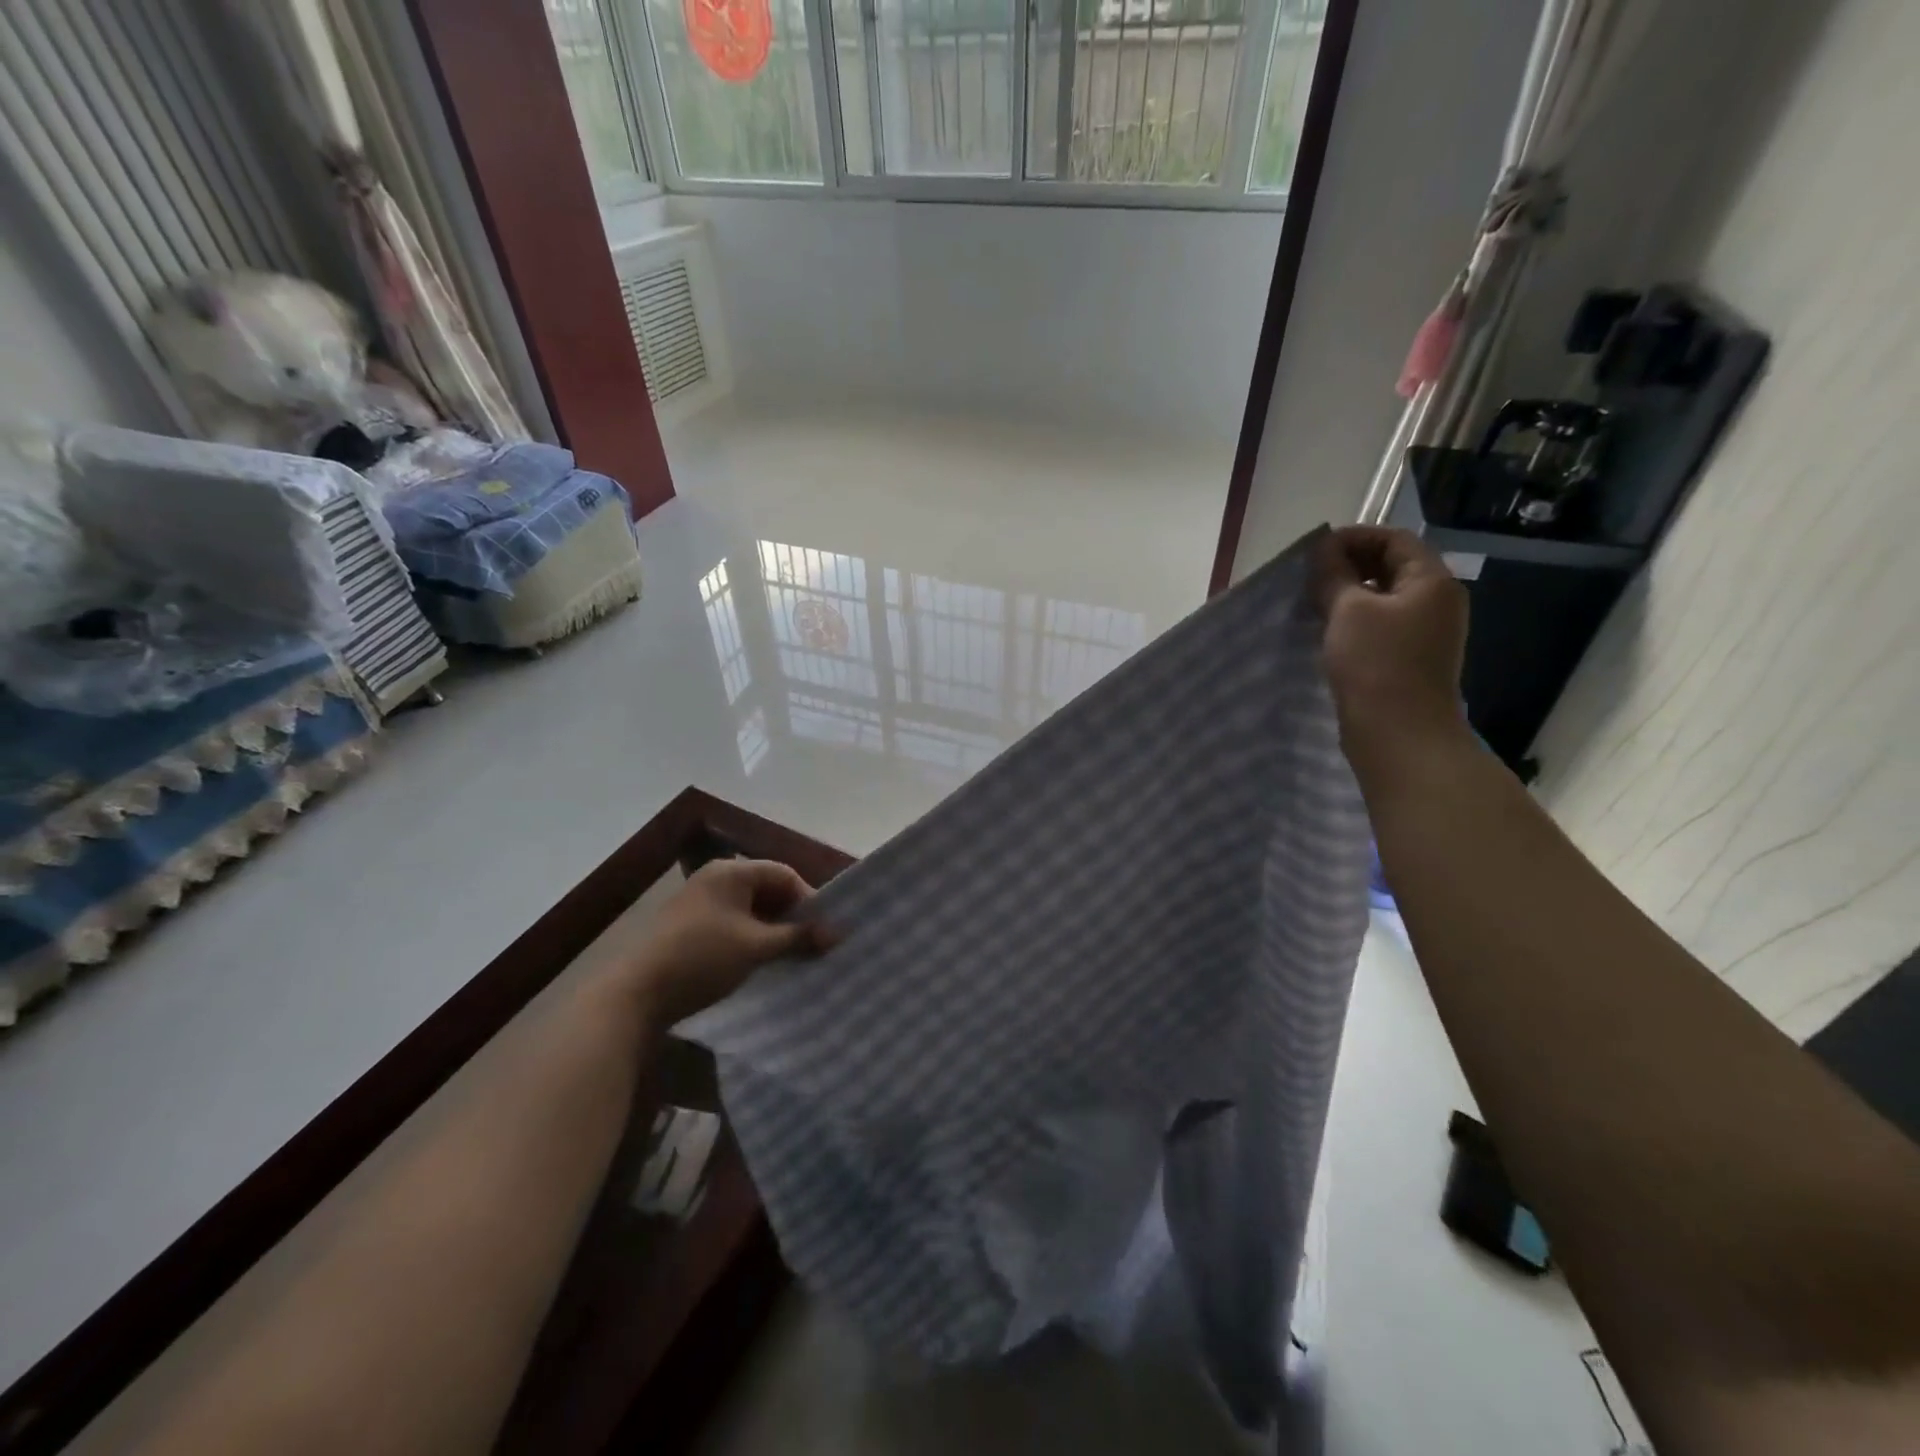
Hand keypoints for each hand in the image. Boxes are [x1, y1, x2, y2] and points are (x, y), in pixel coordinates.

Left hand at [622, 859, 831, 1027]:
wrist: (635, 994)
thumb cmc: (702, 958)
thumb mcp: (757, 947)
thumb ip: (799, 937)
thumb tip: (839, 933)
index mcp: (731, 872)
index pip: (784, 874)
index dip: (809, 900)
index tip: (824, 930)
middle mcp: (715, 879)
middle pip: (768, 890)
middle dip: (792, 917)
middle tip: (812, 945)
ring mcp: (700, 903)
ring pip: (751, 910)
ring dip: (773, 931)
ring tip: (791, 957)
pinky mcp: (691, 927)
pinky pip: (734, 924)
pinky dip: (752, 939)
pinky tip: (762, 962)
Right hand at [1314, 526, 1469, 754]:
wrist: (1399, 734)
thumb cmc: (1376, 664)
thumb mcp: (1348, 610)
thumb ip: (1334, 574)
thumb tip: (1323, 550)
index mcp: (1431, 581)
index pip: (1395, 539)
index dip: (1354, 538)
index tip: (1314, 552)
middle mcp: (1437, 602)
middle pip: (1393, 566)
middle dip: (1350, 565)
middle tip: (1310, 578)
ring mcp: (1426, 633)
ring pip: (1384, 598)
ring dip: (1349, 594)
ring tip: (1312, 603)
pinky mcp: (1410, 659)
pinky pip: (1382, 625)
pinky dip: (1355, 620)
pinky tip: (1328, 632)